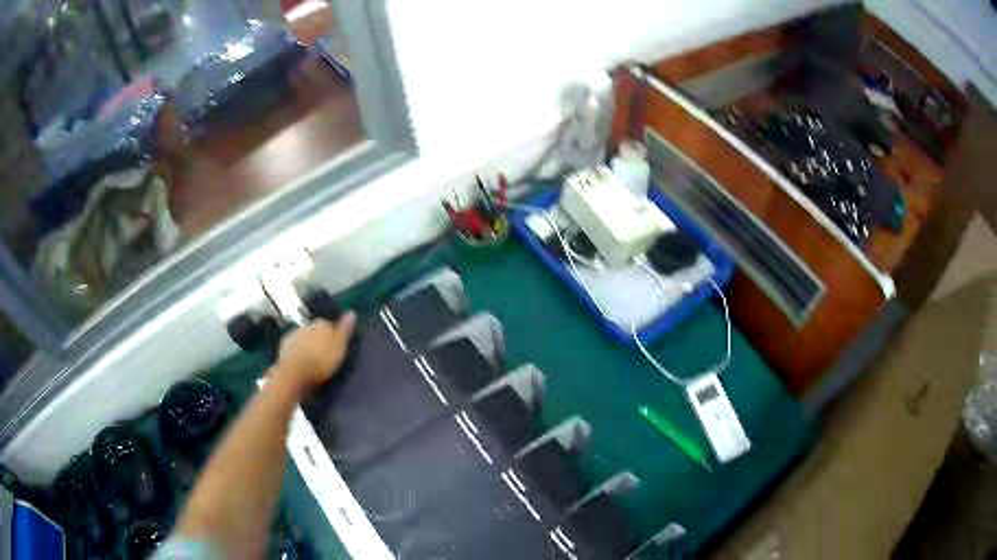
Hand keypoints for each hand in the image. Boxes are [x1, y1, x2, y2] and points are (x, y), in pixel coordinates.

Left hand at [274, 312, 356, 393]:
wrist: (295, 372)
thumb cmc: (321, 361)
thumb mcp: (339, 347)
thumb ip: (344, 330)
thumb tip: (351, 312)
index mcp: (321, 324)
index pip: (328, 324)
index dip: (332, 335)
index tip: (335, 346)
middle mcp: (306, 324)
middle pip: (314, 330)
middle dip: (318, 338)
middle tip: (323, 353)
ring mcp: (293, 334)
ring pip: (303, 336)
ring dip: (307, 344)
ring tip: (311, 358)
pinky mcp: (284, 345)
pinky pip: (294, 345)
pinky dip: (297, 350)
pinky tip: (300, 360)